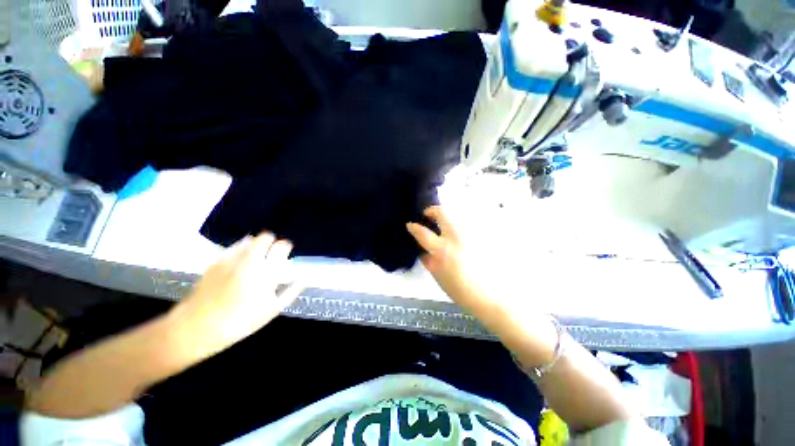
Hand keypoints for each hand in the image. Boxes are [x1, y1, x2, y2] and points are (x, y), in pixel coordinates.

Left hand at [168, 233, 302, 355]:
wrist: (197, 327)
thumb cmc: (241, 321)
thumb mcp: (272, 310)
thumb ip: (291, 291)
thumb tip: (303, 277)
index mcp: (267, 270)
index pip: (282, 246)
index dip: (286, 246)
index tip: (286, 253)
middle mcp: (250, 259)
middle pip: (265, 236)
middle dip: (271, 241)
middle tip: (271, 254)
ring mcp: (231, 258)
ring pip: (249, 240)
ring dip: (256, 245)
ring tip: (254, 260)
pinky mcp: (216, 261)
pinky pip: (233, 248)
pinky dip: (240, 251)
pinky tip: (238, 265)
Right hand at [406, 206, 490, 314]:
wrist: (489, 296)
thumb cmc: (460, 290)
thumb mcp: (438, 276)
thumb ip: (428, 260)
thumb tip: (422, 249)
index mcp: (442, 250)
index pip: (423, 232)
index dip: (414, 227)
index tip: (410, 224)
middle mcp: (456, 237)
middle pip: (442, 213)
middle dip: (432, 210)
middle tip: (428, 215)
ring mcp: (471, 234)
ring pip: (456, 216)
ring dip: (446, 218)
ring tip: (443, 226)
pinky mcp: (481, 236)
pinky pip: (467, 225)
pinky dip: (458, 226)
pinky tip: (458, 236)